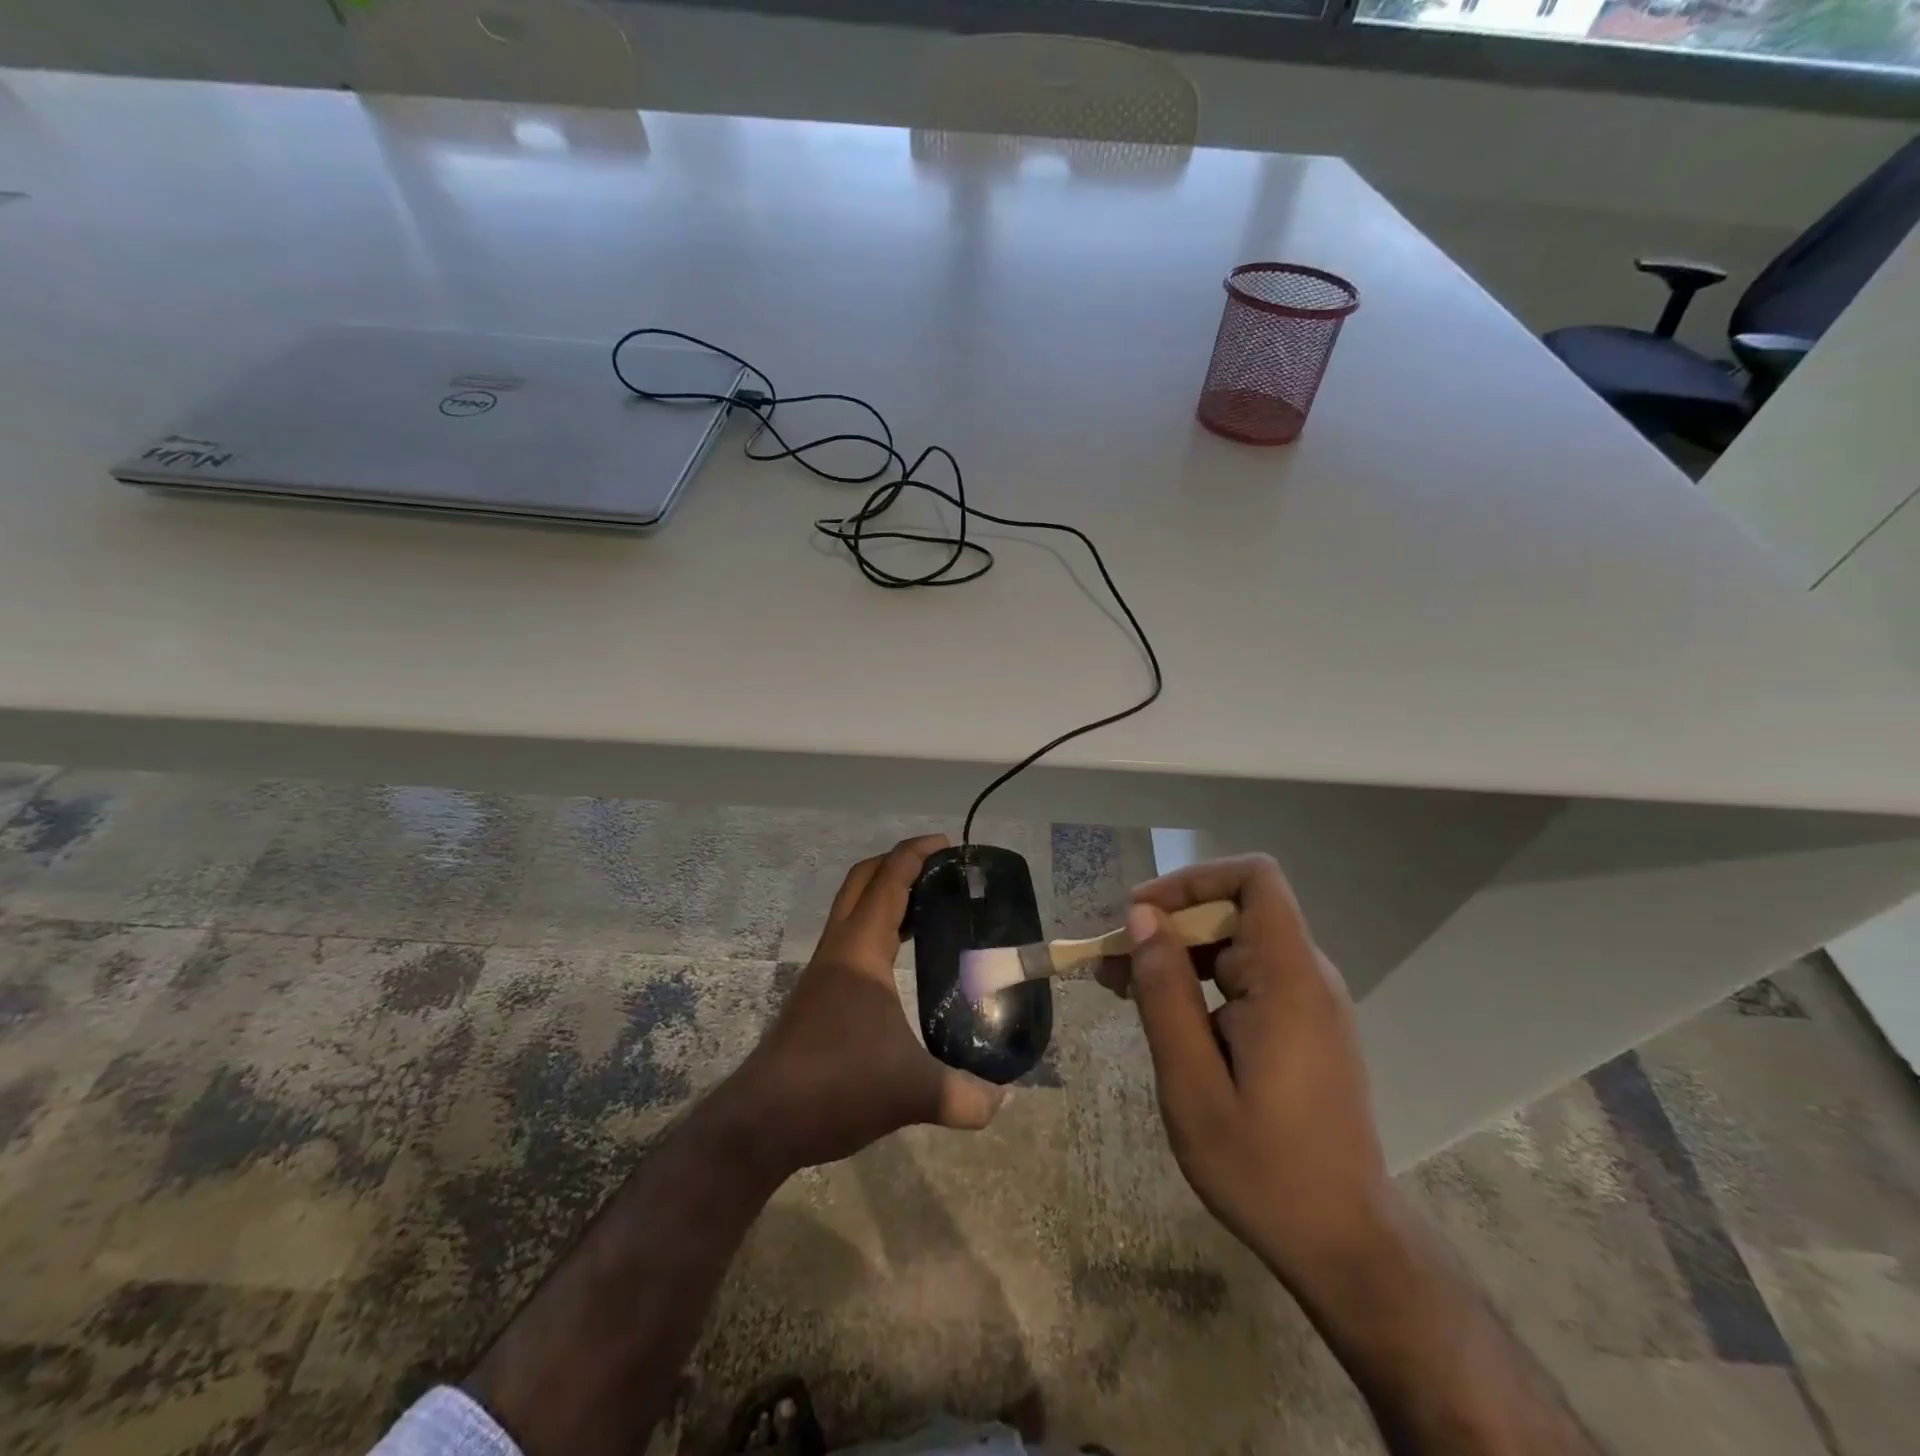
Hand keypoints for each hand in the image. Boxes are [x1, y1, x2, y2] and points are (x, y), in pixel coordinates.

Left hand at [724, 834, 1006, 1174]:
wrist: (764, 1121)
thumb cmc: (836, 1086)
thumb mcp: (911, 1092)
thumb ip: (963, 1096)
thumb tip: (1002, 1101)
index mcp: (860, 951)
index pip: (889, 881)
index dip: (916, 854)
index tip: (947, 843)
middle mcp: (838, 950)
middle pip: (862, 882)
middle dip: (898, 863)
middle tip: (939, 870)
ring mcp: (823, 972)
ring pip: (852, 911)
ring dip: (885, 896)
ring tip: (928, 909)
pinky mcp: (817, 996)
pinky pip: (850, 941)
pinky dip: (877, 930)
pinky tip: (899, 963)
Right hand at [1120, 854, 1389, 1281]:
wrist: (1344, 1243)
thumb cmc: (1263, 1167)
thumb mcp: (1192, 1082)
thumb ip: (1166, 992)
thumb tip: (1142, 918)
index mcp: (1289, 980)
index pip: (1255, 878)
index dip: (1193, 880)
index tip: (1141, 913)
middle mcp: (1307, 977)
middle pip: (1235, 911)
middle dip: (1169, 925)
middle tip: (1112, 963)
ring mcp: (1308, 1002)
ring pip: (1235, 945)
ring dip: (1178, 956)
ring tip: (1123, 989)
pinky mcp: (1302, 1026)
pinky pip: (1247, 978)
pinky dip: (1200, 983)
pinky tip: (1165, 1017)